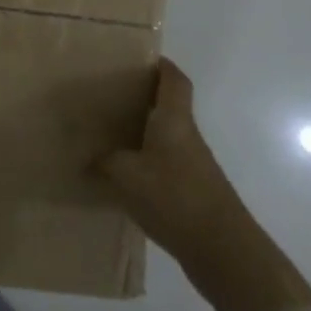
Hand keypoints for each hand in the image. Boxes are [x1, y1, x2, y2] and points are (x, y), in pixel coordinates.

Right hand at [99, 60, 250, 285]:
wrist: (223, 251)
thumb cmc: (175, 197)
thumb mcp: (126, 176)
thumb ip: (104, 163)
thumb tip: (87, 159)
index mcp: (173, 120)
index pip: (174, 80)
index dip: (160, 65)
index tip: (138, 58)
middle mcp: (186, 136)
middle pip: (167, 107)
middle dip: (141, 99)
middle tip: (107, 96)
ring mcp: (192, 166)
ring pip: (164, 137)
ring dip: (141, 133)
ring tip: (107, 135)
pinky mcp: (192, 192)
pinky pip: (163, 165)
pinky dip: (144, 164)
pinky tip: (121, 177)